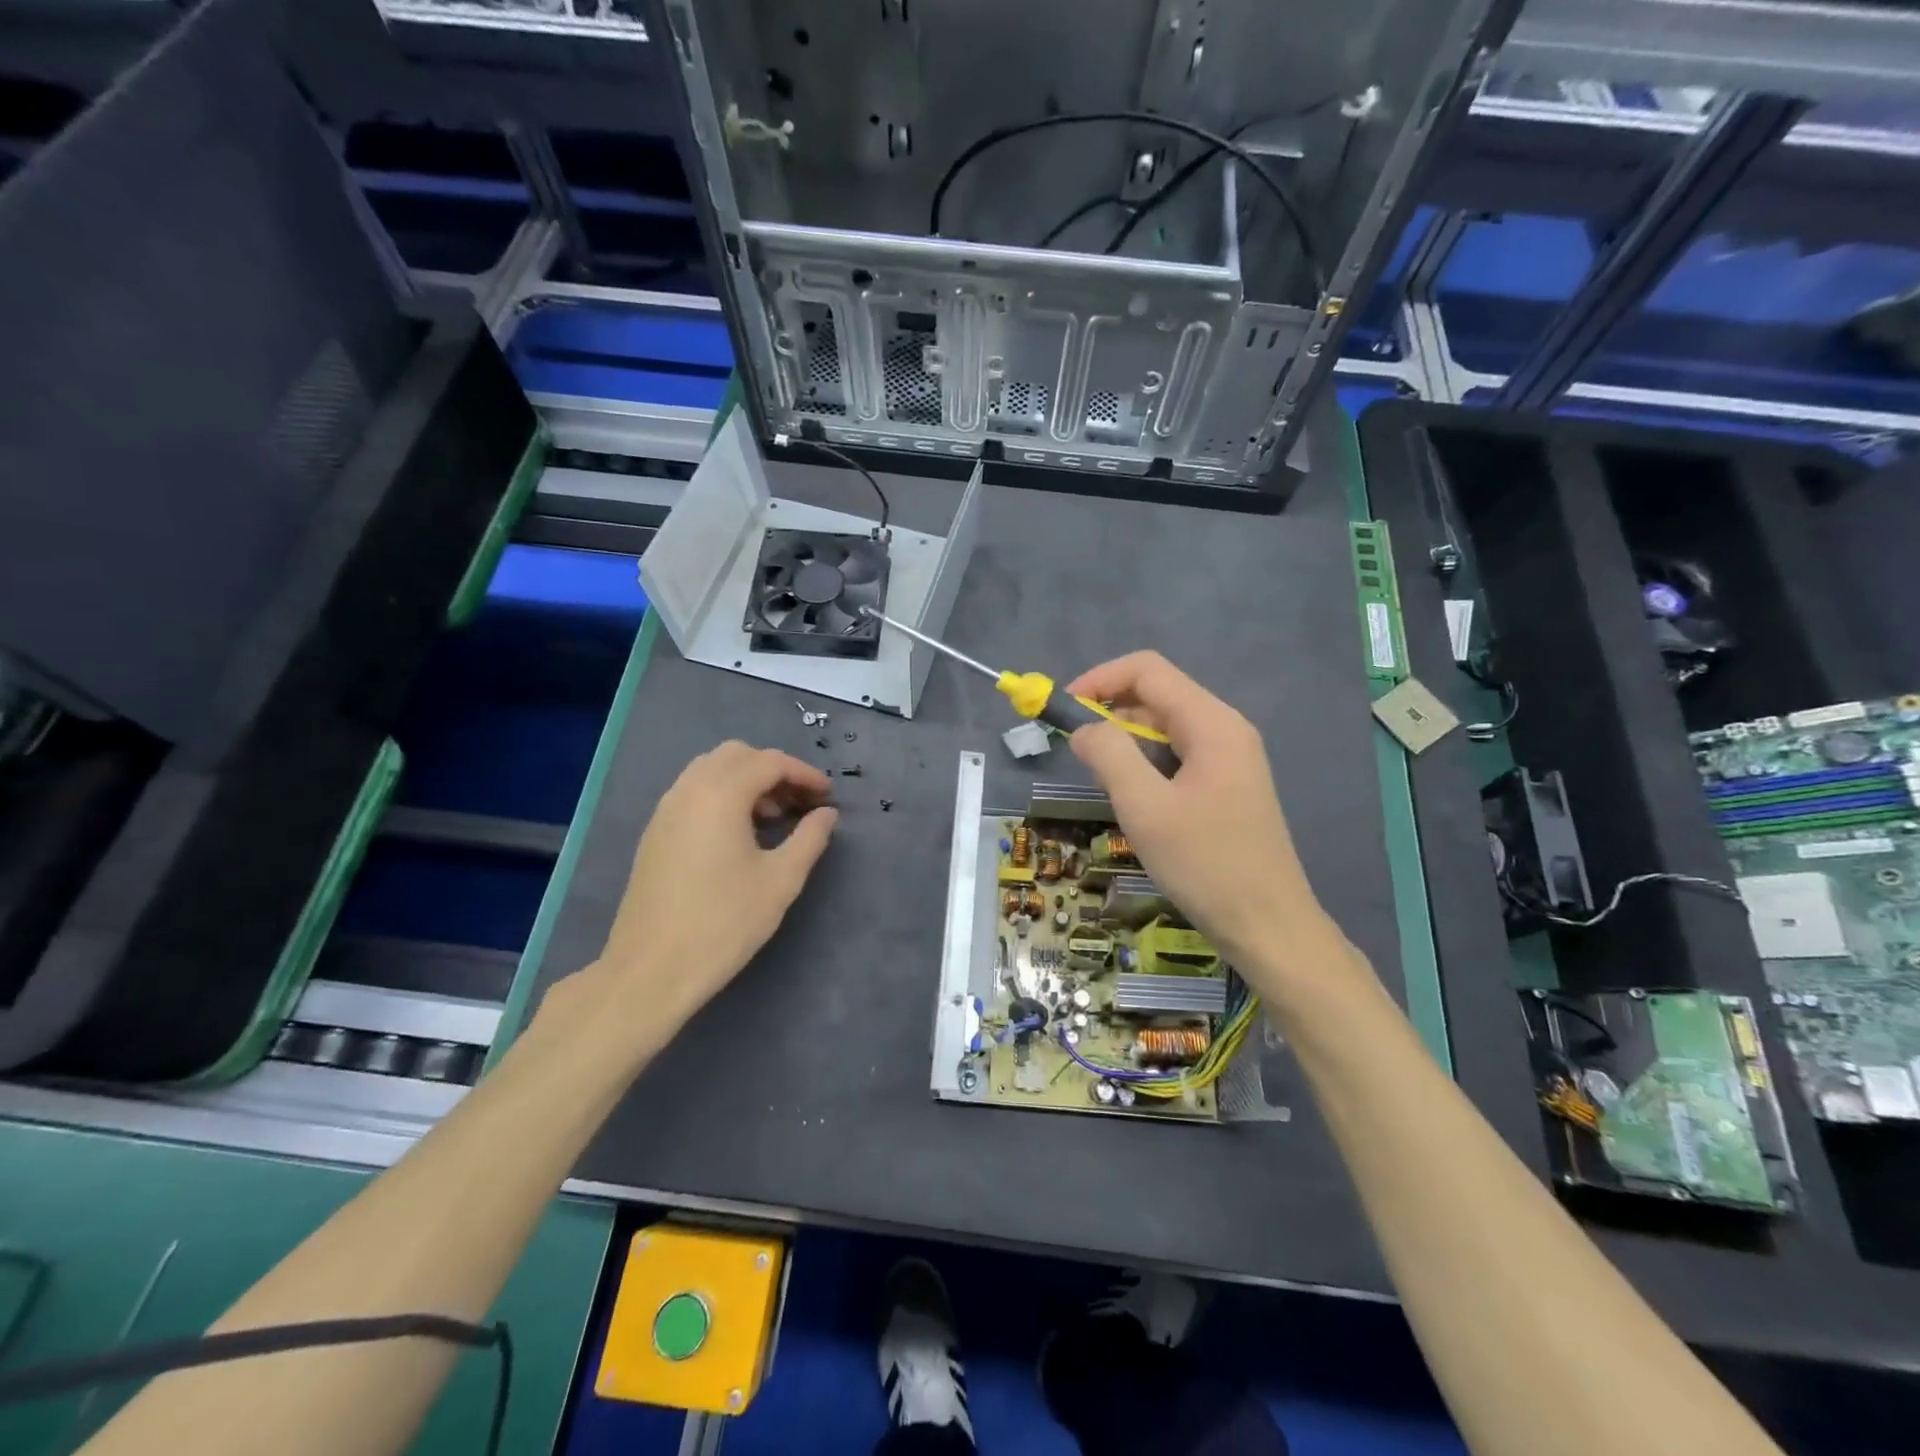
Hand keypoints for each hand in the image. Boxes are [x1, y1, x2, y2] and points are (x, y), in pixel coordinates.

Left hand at [588, 742, 837, 1035]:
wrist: (651, 971)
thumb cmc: (724, 923)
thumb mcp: (781, 880)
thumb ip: (810, 838)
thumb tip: (826, 813)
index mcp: (720, 794)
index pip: (769, 762)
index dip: (804, 774)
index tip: (828, 796)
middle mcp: (688, 790)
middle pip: (736, 756)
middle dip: (774, 770)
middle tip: (800, 803)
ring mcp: (665, 811)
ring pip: (711, 771)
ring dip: (746, 781)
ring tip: (773, 818)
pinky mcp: (655, 833)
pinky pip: (693, 793)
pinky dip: (722, 796)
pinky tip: (739, 835)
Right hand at [1067, 653, 1341, 994]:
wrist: (1268, 925)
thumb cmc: (1205, 865)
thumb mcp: (1145, 808)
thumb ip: (1109, 755)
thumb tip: (1084, 728)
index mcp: (1212, 723)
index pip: (1148, 670)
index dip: (1100, 679)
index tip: (1065, 711)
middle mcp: (1225, 729)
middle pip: (1158, 694)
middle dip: (1111, 710)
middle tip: (1077, 750)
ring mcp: (1231, 757)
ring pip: (1167, 725)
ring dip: (1127, 738)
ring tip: (1102, 776)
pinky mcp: (1228, 783)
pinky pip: (1179, 753)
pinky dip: (1146, 760)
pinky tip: (1133, 795)